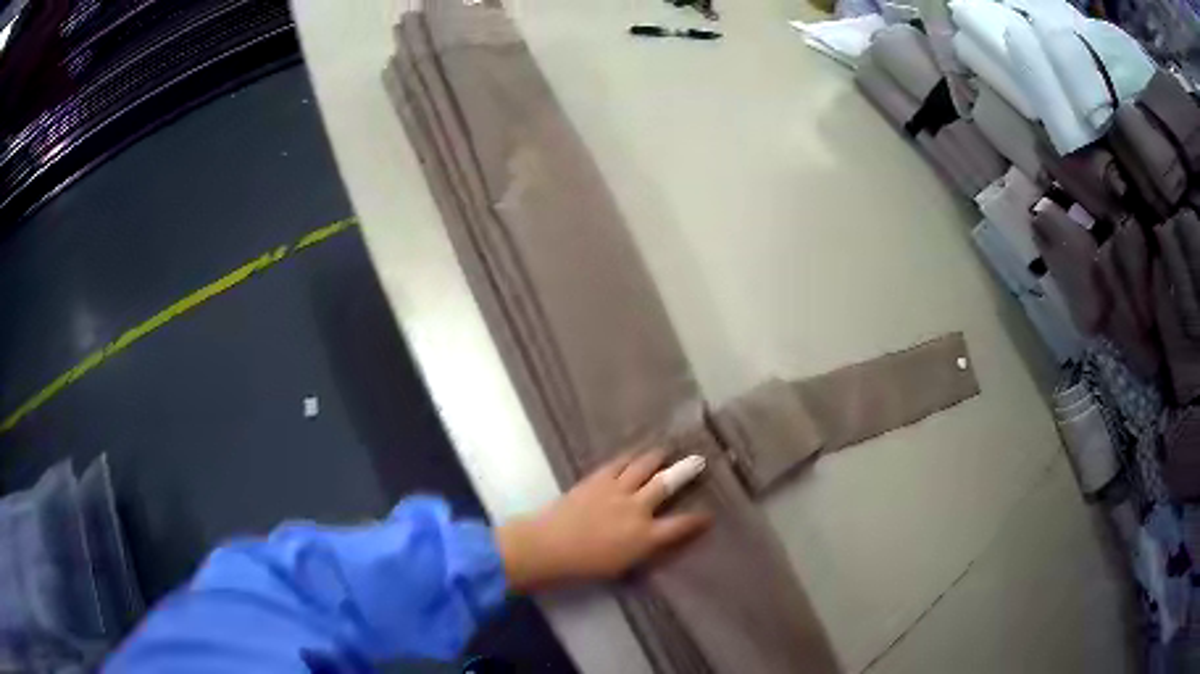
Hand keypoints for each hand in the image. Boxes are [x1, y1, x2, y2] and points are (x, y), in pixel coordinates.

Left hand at [496, 450, 710, 591]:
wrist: (549, 546)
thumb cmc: (584, 566)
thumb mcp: (622, 566)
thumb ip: (642, 549)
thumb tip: (654, 539)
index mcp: (645, 537)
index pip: (680, 526)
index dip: (697, 520)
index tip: (709, 515)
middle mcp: (636, 509)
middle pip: (667, 484)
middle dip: (686, 471)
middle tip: (699, 460)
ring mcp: (617, 490)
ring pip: (643, 466)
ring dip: (657, 457)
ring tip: (666, 449)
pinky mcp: (597, 479)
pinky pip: (618, 463)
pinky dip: (629, 457)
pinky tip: (634, 454)